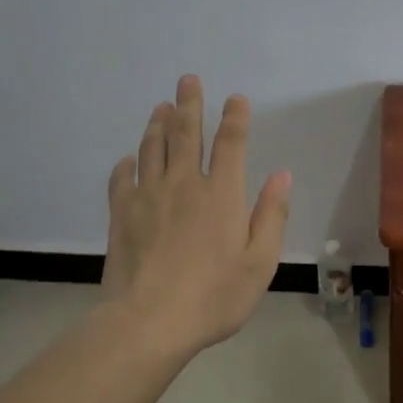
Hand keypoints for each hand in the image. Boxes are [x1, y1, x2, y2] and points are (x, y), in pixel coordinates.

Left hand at [101, 75, 290, 355]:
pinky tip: (128, 159)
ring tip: (161, 106)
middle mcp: (185, 184)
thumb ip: (272, 216)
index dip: (235, 117)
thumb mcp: (259, 263)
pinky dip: (126, 164)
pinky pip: (122, 179)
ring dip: (159, 124)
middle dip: (190, 104)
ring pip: (153, 148)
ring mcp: (149, 196)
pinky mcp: (122, 214)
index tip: (236, 98)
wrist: (148, 323)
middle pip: (187, 133)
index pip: (231, 143)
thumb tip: (281, 175)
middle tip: (188, 79)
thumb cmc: (213, 296)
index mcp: (222, 194)